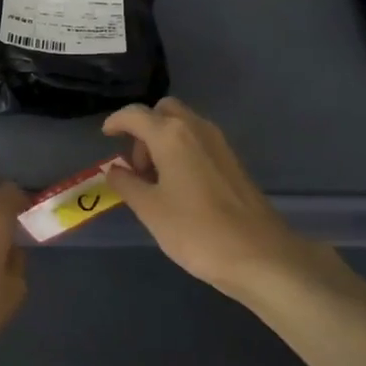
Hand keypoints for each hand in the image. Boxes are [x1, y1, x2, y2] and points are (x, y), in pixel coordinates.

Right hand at [104, 97, 315, 299]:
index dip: (116, 122)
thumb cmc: (196, 231)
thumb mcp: (150, 210)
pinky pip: (198, 142)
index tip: (106, 136)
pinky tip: (178, 187)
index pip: (135, 114)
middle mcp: (196, 128)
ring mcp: (219, 143)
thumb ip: (127, 184)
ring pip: (183, 126)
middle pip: (163, 111)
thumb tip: (114, 170)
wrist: (259, 254)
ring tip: (154, 182)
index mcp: (171, 135)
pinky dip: (181, 151)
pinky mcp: (232, 161)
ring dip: (163, 141)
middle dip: (144, 129)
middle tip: (136, 166)